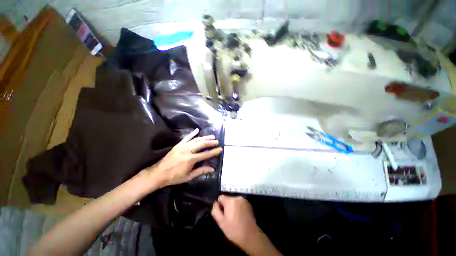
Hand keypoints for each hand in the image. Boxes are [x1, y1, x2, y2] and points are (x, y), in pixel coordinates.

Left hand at [143, 128, 221, 187]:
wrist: (159, 173)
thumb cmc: (175, 177)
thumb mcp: (189, 176)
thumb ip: (201, 171)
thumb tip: (212, 169)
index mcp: (191, 159)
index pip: (206, 154)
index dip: (214, 151)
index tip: (220, 149)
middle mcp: (188, 150)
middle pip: (202, 144)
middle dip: (210, 142)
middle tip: (217, 141)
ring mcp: (183, 146)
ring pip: (196, 139)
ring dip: (205, 137)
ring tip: (212, 136)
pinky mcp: (179, 144)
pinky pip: (187, 137)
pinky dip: (193, 133)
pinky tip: (197, 130)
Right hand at [211, 195, 260, 248]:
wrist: (251, 236)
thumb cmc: (234, 230)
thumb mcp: (221, 222)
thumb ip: (215, 210)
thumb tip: (215, 203)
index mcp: (230, 201)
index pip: (220, 197)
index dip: (219, 205)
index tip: (222, 214)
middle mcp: (237, 197)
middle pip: (228, 199)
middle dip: (227, 206)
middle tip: (228, 218)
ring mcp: (244, 200)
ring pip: (234, 201)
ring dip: (233, 207)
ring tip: (235, 218)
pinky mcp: (249, 204)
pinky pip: (240, 203)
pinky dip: (239, 208)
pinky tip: (241, 217)